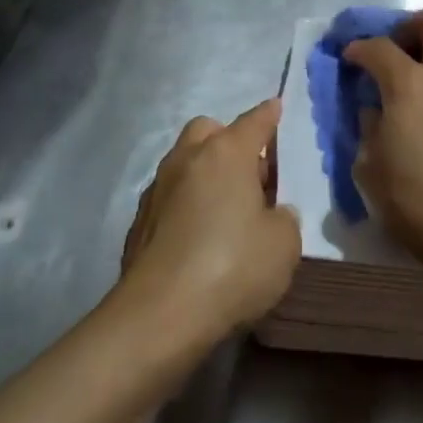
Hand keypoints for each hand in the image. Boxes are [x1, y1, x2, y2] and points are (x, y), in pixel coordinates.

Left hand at [120, 99, 301, 337]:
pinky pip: (170, 198)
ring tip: (226, 208)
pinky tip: (198, 236)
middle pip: (209, 131)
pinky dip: (186, 205)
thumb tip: (271, 213)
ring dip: (205, 173)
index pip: (254, 122)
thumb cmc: (232, 267)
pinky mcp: (139, 222)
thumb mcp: (283, 245)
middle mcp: (187, 159)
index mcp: (226, 153)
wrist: (159, 315)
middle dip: (229, 140)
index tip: (276, 107)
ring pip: (185, 163)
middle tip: (251, 174)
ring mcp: (157, 189)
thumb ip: (283, 218)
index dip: (269, 115)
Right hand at [344, 8, 422, 275]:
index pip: (379, 47)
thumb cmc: (412, 200)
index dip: (359, 48)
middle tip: (395, 49)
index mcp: (409, 86)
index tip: (350, 58)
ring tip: (420, 74)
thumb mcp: (368, 166)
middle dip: (412, 25)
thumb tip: (375, 110)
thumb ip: (368, 127)